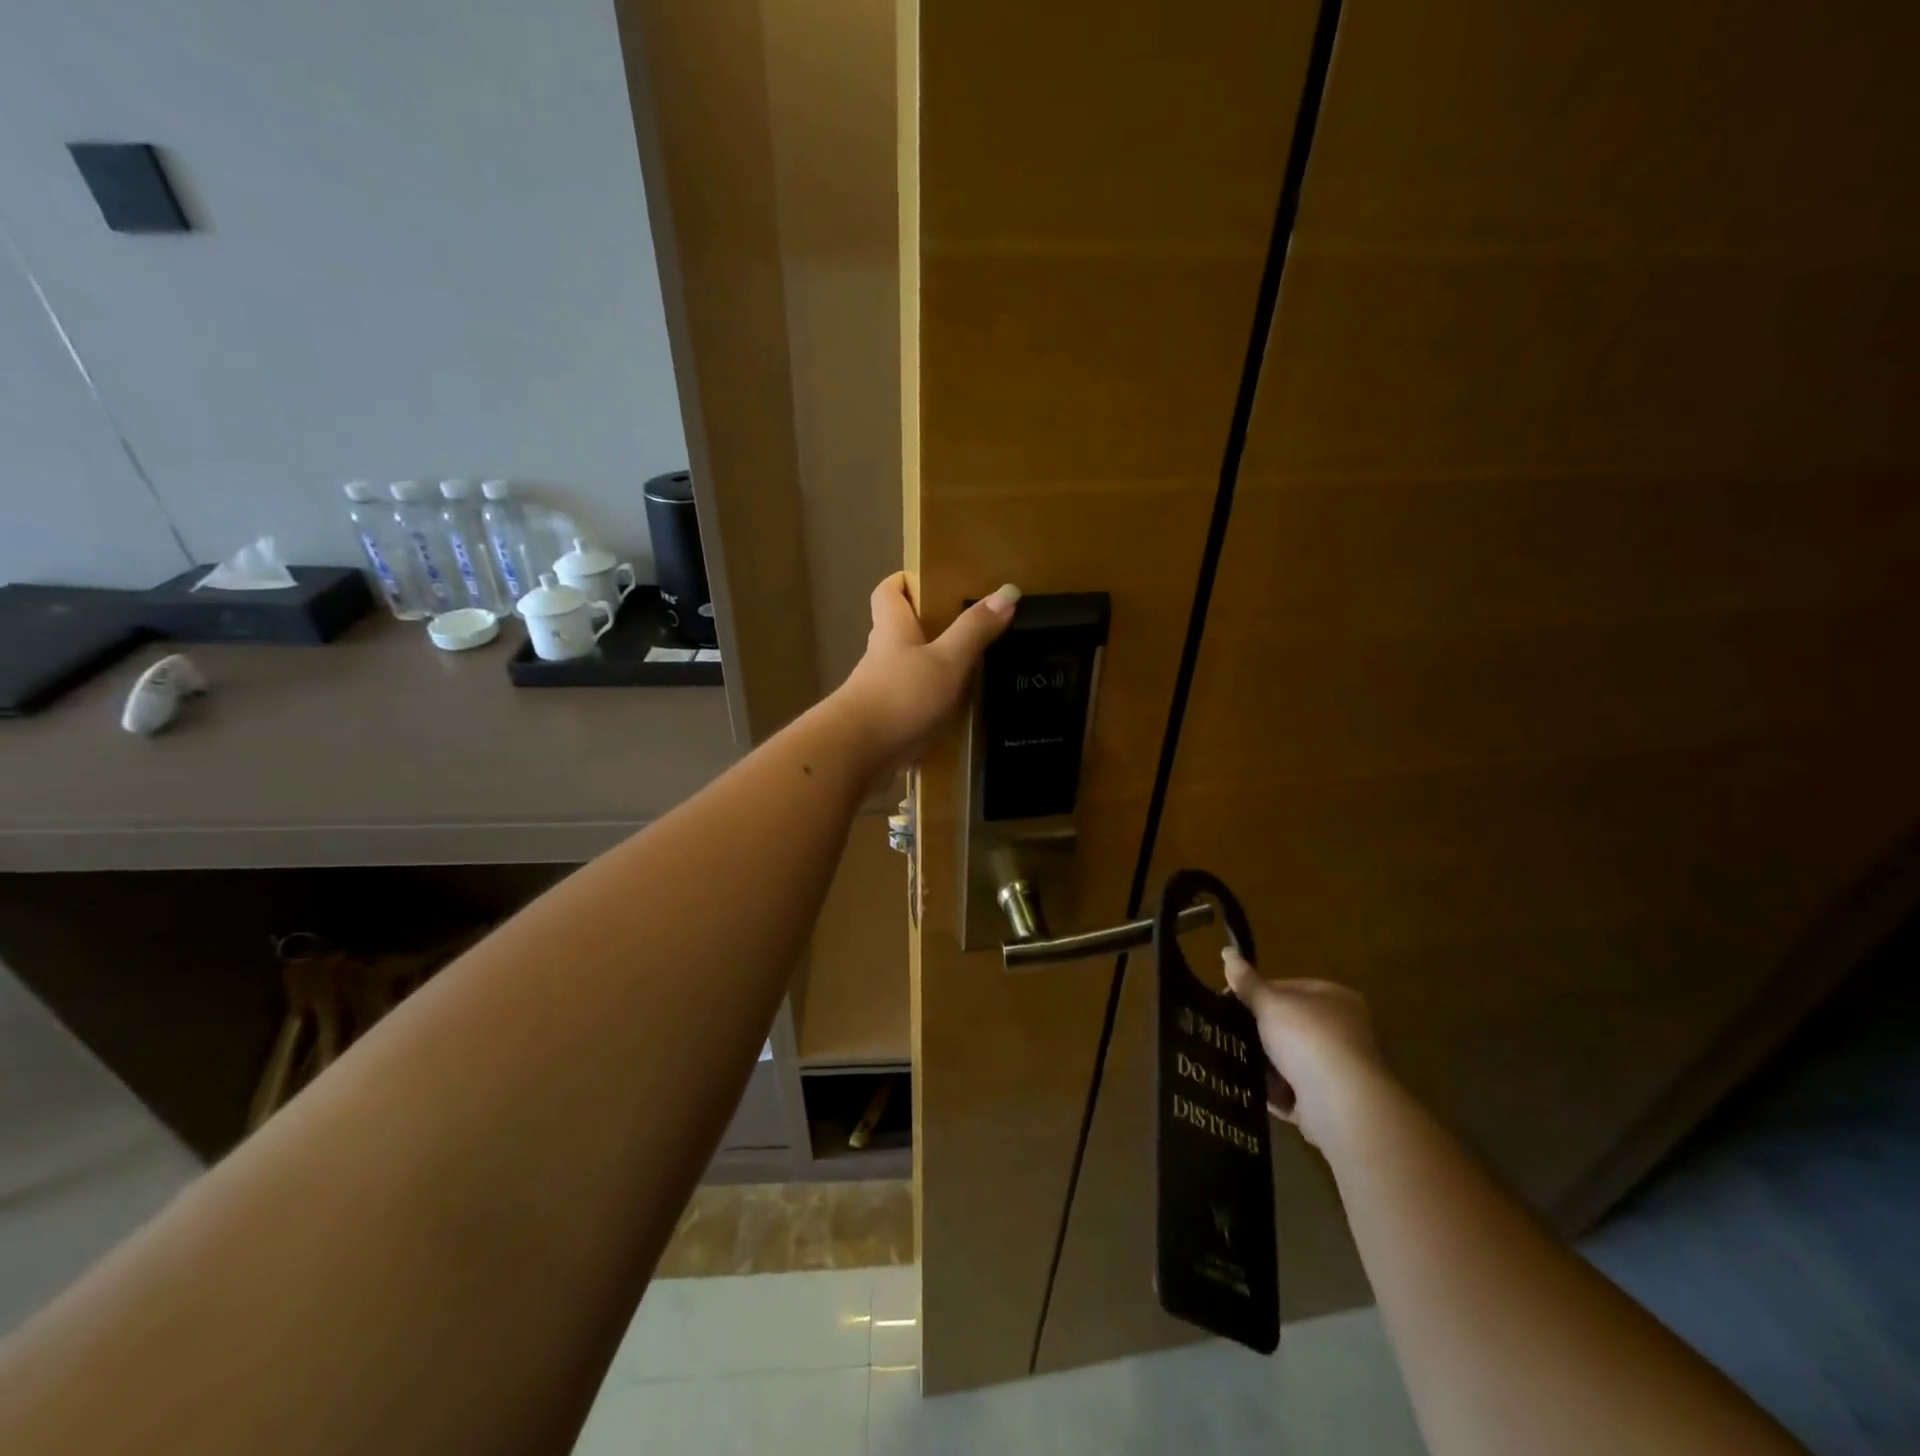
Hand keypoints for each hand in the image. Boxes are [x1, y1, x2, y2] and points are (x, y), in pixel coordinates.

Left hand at [832, 574, 1018, 772]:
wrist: (857, 755)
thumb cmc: (901, 696)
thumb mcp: (946, 660)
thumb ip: (974, 629)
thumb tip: (1008, 591)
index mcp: (892, 630)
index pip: (888, 592)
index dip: (905, 581)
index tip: (932, 582)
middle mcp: (882, 656)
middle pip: (900, 631)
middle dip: (928, 627)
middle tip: (968, 628)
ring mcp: (879, 691)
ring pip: (906, 670)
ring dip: (931, 669)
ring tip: (970, 671)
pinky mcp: (884, 722)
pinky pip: (910, 705)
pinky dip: (930, 705)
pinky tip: (955, 715)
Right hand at [1222, 949, 1388, 1150]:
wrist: (1344, 1105)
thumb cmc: (1308, 1039)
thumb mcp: (1270, 1003)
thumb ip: (1247, 983)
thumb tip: (1227, 952)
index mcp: (1336, 999)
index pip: (1289, 988)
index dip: (1257, 993)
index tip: (1230, 1004)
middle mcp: (1345, 1031)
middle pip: (1291, 1026)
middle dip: (1261, 1032)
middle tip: (1230, 1033)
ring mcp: (1340, 1069)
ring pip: (1292, 1061)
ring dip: (1267, 1065)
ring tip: (1237, 1062)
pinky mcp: (1333, 1103)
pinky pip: (1296, 1093)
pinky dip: (1277, 1093)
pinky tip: (1255, 1090)